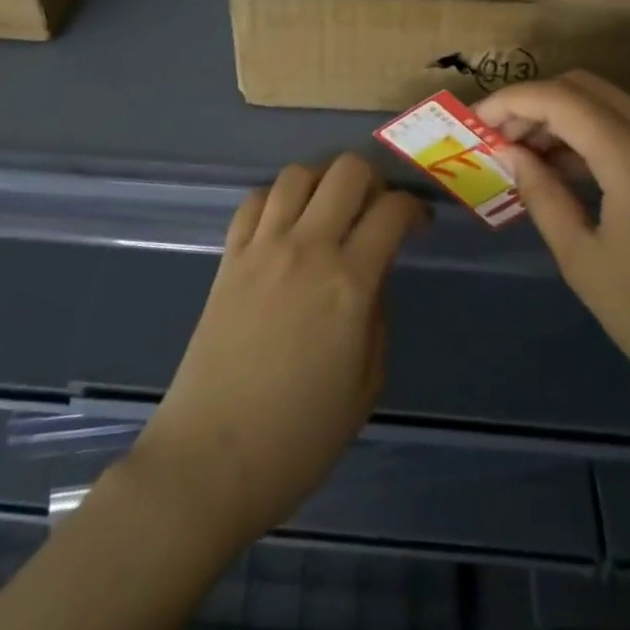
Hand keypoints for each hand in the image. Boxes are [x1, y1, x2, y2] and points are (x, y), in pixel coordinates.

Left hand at [130, 154, 426, 547]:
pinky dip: (276, 199)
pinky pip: (255, 200)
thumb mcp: (365, 385)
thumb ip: (376, 316)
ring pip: (298, 173)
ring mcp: (263, 247)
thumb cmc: (299, 438)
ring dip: (322, 181)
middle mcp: (308, 248)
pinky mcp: (229, 256)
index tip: (418, 223)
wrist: (211, 459)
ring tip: (329, 210)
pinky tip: (284, 225)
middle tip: (375, 209)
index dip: (414, 208)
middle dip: (372, 178)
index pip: (391, 211)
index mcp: (349, 283)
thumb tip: (372, 275)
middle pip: (346, 170)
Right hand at [476, 71, 629, 428]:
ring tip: (523, 158)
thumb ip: (542, 196)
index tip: (475, 125)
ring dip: (561, 118)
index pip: (559, 98)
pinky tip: (564, 173)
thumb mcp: (584, 261)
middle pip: (583, 87)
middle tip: (498, 141)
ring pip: (606, 104)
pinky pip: (627, 129)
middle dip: (534, 103)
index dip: (510, 102)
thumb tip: (510, 153)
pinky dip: (588, 136)